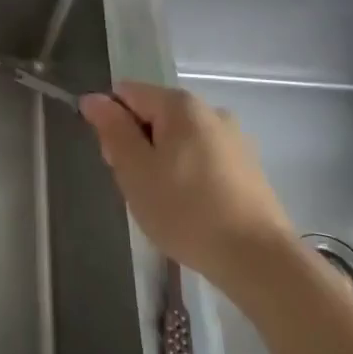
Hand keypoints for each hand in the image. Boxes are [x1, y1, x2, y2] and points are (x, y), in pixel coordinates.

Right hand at [80, 83, 291, 289]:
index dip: (111, 123)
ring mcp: (233, 139)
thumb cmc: (186, 210)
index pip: (127, 93)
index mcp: (180, 104)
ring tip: (164, 205)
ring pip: (178, 140)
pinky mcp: (248, 168)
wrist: (259, 259)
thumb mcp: (135, 170)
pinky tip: (191, 211)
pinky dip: (188, 177)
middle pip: (154, 115)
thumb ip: (112, 129)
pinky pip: (202, 160)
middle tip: (138, 188)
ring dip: (161, 164)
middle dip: (137, 146)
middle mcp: (210, 110)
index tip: (115, 162)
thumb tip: (94, 98)